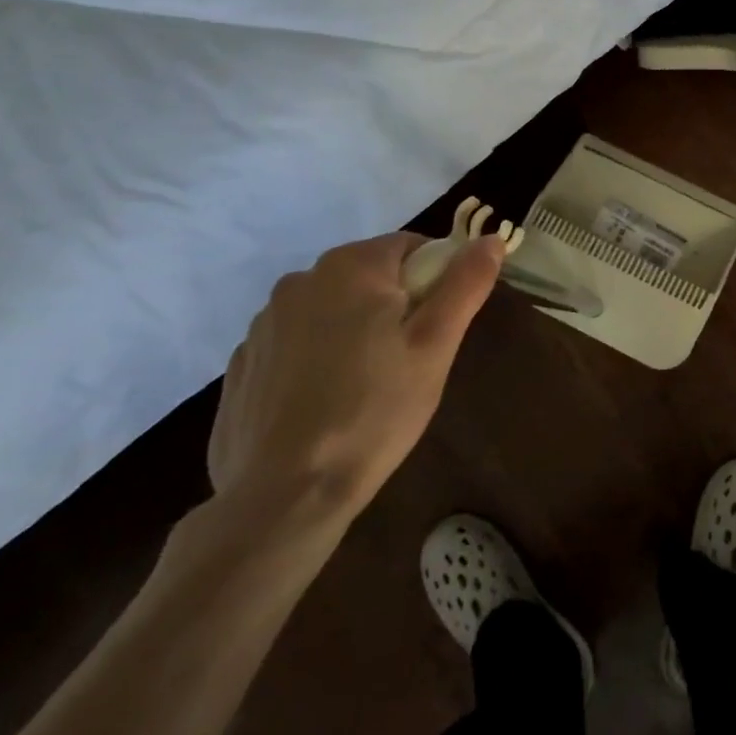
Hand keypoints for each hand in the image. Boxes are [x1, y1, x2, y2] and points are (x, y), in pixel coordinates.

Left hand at [208, 231, 502, 522]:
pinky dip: (315, 360)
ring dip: (353, 331)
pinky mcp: (243, 365)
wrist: (284, 496)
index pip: (410, 247)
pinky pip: (296, 344)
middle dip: (395, 306)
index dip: (435, 279)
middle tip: (410, 361)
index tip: (439, 327)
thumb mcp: (436, 345)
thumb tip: (492, 239)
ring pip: (331, 310)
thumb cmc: (374, 410)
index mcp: (350, 267)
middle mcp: (299, 280)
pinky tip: (324, 404)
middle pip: (369, 276)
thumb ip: (465, 284)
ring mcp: (263, 324)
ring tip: (365, 388)